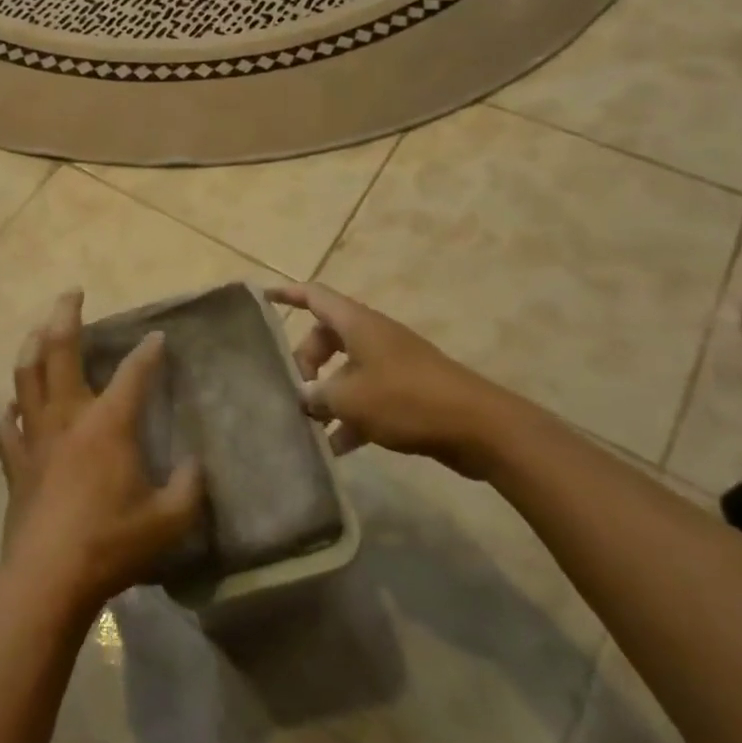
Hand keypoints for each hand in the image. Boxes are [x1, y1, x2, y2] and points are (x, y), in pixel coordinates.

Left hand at [0, 291, 203, 611]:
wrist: (48, 578)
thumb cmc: (112, 544)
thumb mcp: (169, 521)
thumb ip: (190, 488)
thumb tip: (195, 464)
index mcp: (108, 423)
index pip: (134, 373)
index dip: (149, 352)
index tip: (158, 337)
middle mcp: (68, 416)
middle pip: (60, 350)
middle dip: (66, 314)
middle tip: (71, 292)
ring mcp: (35, 435)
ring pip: (26, 375)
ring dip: (32, 345)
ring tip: (39, 329)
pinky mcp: (14, 461)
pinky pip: (6, 425)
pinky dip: (10, 410)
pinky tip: (12, 407)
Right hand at [269, 282, 517, 477]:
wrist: (479, 427)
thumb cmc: (406, 399)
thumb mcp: (350, 398)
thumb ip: (317, 396)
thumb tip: (302, 398)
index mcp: (357, 325)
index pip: (314, 296)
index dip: (288, 294)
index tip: (262, 296)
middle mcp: (373, 337)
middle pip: (327, 337)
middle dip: (306, 361)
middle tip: (295, 390)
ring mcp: (392, 365)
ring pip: (346, 371)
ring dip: (328, 395)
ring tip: (310, 425)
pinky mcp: (408, 392)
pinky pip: (368, 397)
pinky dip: (351, 417)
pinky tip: (337, 449)